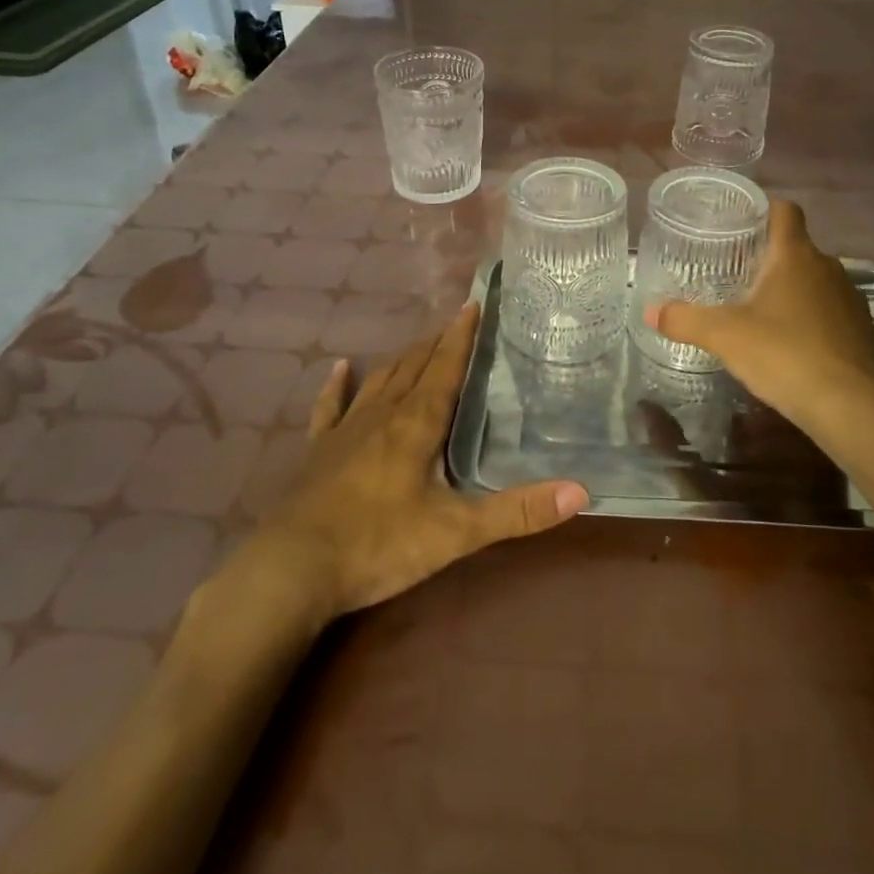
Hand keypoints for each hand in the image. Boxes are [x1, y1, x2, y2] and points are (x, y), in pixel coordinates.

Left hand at [238, 303, 588, 620]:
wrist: (293, 569)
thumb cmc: (379, 544)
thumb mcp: (456, 532)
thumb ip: (517, 511)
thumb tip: (580, 492)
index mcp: (417, 424)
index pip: (445, 368)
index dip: (460, 337)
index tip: (472, 304)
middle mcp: (382, 415)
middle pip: (414, 367)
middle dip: (436, 343)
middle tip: (453, 322)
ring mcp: (345, 431)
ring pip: (379, 381)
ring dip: (400, 359)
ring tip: (417, 343)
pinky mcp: (317, 452)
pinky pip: (329, 408)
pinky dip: (336, 386)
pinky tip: (339, 367)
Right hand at [647, 200, 873, 435]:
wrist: (848, 406)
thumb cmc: (783, 354)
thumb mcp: (724, 336)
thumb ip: (685, 320)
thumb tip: (650, 311)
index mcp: (795, 255)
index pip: (785, 211)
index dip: (764, 210)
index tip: (741, 224)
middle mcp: (828, 267)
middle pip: (797, 248)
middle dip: (770, 258)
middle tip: (737, 275)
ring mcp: (850, 297)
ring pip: (816, 280)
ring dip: (794, 289)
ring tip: (764, 311)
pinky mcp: (863, 329)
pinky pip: (832, 310)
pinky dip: (814, 318)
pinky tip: (794, 343)